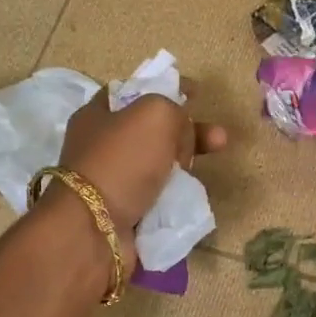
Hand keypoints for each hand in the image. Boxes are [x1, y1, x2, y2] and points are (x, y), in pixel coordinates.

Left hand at [58, 87, 226, 229]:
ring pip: (158, 164)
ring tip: (208, 171)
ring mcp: (112, 181)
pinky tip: (191, 195)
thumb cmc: (122, 161)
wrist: (96, 229)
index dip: (168, 87)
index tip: (198, 94)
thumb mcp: (155, 115)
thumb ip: (175, 111)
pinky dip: (176, 194)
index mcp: (99, 114)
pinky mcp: (123, 212)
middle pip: (153, 130)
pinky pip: (157, 195)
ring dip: (187, 165)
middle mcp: (101, 146)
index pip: (136, 90)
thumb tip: (182, 135)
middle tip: (220, 139)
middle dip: (189, 132)